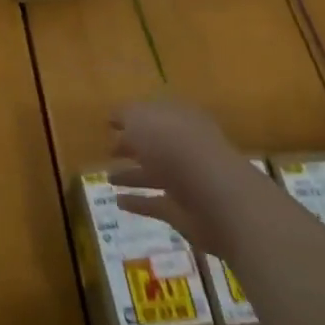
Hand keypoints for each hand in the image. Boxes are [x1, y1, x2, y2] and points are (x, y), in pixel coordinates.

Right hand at [110, 99, 255, 257]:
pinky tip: (119, 202)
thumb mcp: (142, 119)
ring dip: (132, 176)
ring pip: (155, 174)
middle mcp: (186, 147)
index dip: (133, 116)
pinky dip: (139, 202)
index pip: (155, 113)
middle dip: (133, 146)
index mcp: (180, 119)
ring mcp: (187, 180)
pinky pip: (156, 203)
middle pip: (156, 144)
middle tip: (109, 151)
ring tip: (108, 178)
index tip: (109, 123)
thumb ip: (126, 115)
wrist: (215, 197)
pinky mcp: (184, 211)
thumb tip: (114, 117)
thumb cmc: (176, 147)